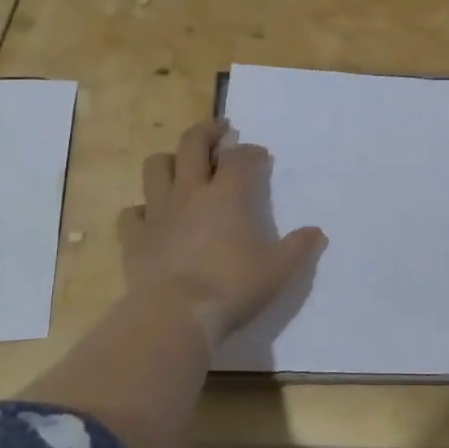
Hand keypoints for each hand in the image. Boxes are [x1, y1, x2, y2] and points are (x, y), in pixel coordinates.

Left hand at [119, 120, 325, 343]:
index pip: (239, 158)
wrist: (175, 317)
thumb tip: (316, 232)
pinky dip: (143, 209)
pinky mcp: (134, 237)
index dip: (251, 152)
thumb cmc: (231, 288)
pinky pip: (132, 212)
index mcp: (226, 196)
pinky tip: (152, 218)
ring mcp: (157, 213)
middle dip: (207, 131)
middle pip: (192, 145)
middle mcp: (189, 194)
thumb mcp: (277, 271)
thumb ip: (298, 248)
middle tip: (219, 130)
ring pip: (156, 168)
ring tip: (181, 167)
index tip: (260, 155)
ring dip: (170, 161)